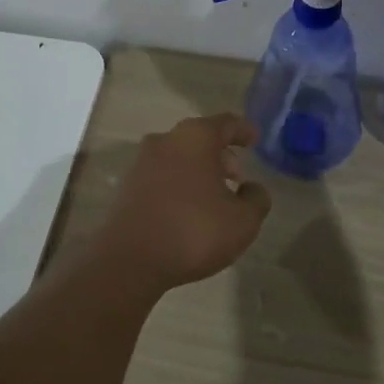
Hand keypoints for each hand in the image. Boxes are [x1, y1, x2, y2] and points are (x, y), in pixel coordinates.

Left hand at [91, 113, 271, 295]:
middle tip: (237, 178)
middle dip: (221, 155)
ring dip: (199, 171)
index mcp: (195, 137)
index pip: (226, 123)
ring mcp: (142, 162)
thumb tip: (251, 188)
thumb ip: (256, 199)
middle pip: (200, 139)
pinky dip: (179, 185)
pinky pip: (162, 177)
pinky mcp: (127, 186)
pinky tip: (188, 210)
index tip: (254, 139)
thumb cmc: (194, 231)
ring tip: (215, 197)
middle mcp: (166, 140)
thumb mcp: (242, 221)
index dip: (243, 130)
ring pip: (179, 157)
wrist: (129, 260)